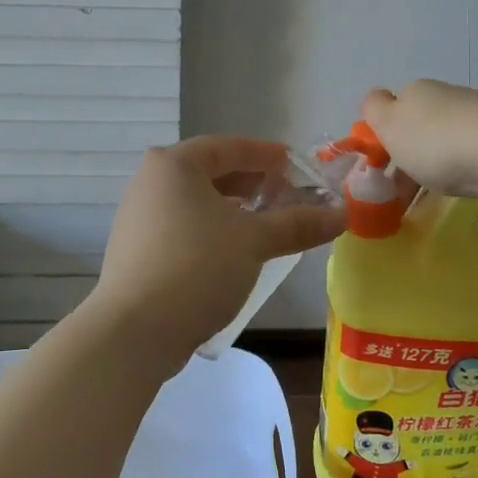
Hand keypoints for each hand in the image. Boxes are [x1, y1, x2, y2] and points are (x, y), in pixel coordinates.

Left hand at [90, 137, 346, 367]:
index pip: (228, 146)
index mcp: (175, 164)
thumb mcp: (254, 241)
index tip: (294, 163)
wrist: (135, 331)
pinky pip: (182, 225)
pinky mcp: (136, 249)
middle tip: (286, 194)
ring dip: (233, 208)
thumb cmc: (197, 267)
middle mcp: (150, 181)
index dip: (265, 154)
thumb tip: (342, 214)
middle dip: (251, 182)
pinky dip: (211, 229)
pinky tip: (232, 250)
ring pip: (196, 201)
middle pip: (210, 172)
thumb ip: (298, 223)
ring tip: (265, 223)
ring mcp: (138, 216)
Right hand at [361, 80, 477, 199]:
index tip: (382, 168)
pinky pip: (471, 153)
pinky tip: (465, 184)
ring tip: (433, 197)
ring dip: (435, 164)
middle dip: (409, 155)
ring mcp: (477, 114)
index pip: (390, 108)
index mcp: (416, 91)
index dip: (383, 137)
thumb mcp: (391, 125)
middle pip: (418, 126)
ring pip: (445, 140)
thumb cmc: (438, 142)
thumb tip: (377, 100)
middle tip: (404, 192)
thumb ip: (374, 110)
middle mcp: (446, 96)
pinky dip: (462, 169)